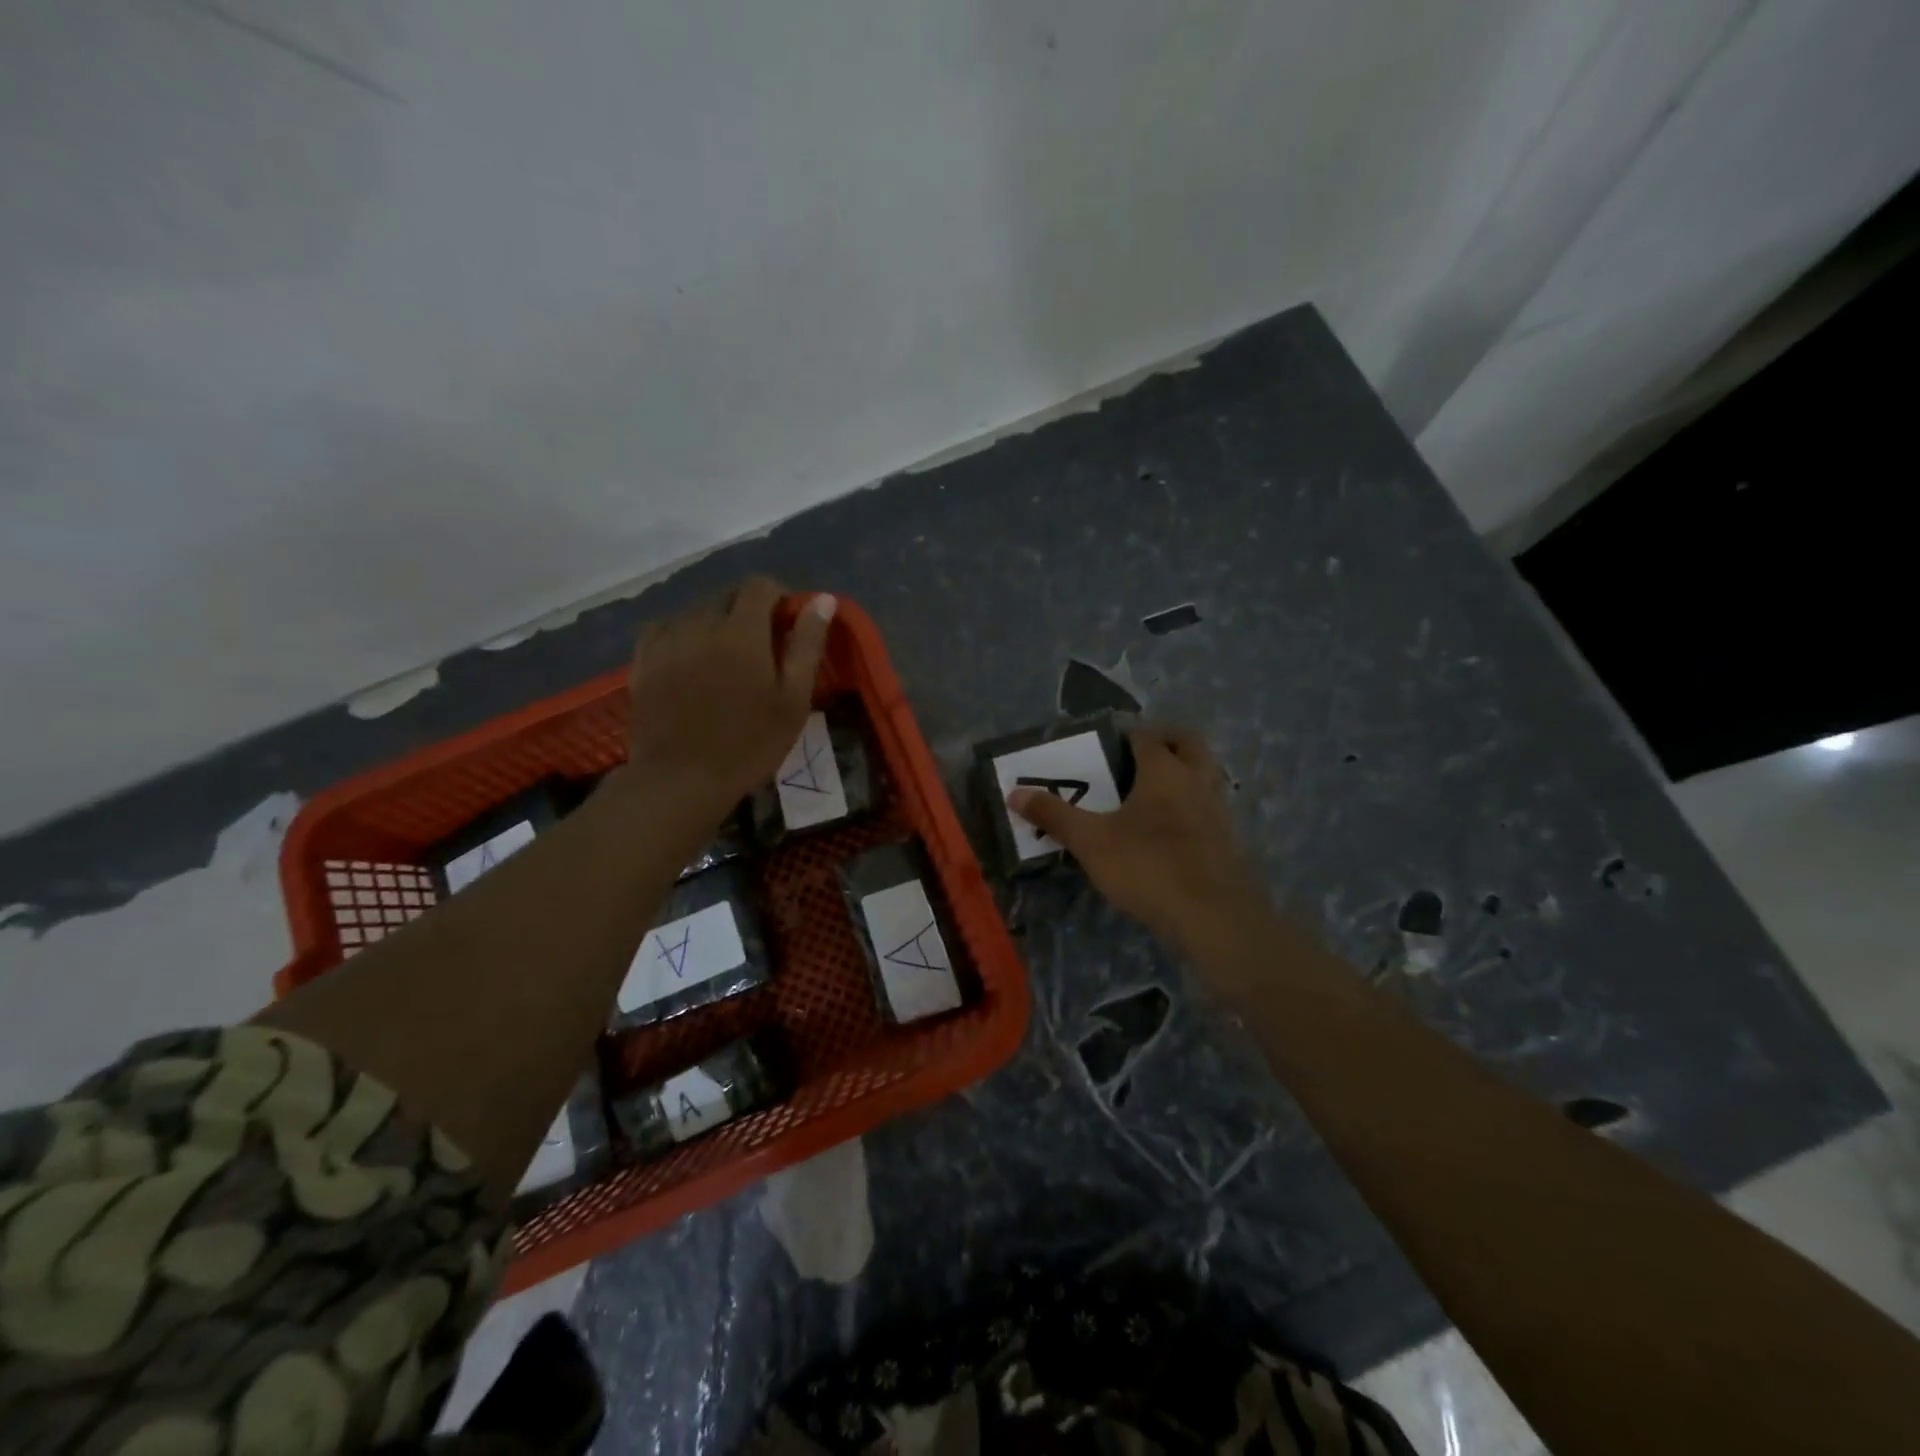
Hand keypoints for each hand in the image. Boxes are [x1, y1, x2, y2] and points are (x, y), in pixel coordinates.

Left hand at [625, 577, 834, 819]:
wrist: (681, 779)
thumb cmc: (749, 744)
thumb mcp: (793, 699)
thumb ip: (807, 644)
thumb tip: (824, 599)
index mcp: (742, 630)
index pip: (760, 586)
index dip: (779, 598)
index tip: (787, 626)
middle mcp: (701, 623)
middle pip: (727, 596)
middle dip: (748, 611)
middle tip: (760, 650)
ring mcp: (667, 640)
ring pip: (697, 612)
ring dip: (715, 624)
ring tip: (724, 661)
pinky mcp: (643, 659)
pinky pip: (665, 628)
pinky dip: (683, 635)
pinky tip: (690, 660)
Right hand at [1007, 727, 1268, 954]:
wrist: (1214, 917)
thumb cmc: (1148, 866)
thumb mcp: (1090, 842)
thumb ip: (1054, 815)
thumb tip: (1014, 793)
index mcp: (1164, 771)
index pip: (1148, 737)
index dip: (1128, 735)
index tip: (1106, 744)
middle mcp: (1197, 781)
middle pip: (1189, 744)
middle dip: (1166, 741)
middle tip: (1138, 756)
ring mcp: (1219, 811)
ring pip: (1205, 775)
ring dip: (1183, 774)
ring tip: (1151, 794)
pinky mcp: (1228, 841)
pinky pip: (1210, 809)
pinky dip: (1192, 807)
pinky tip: (1170, 832)